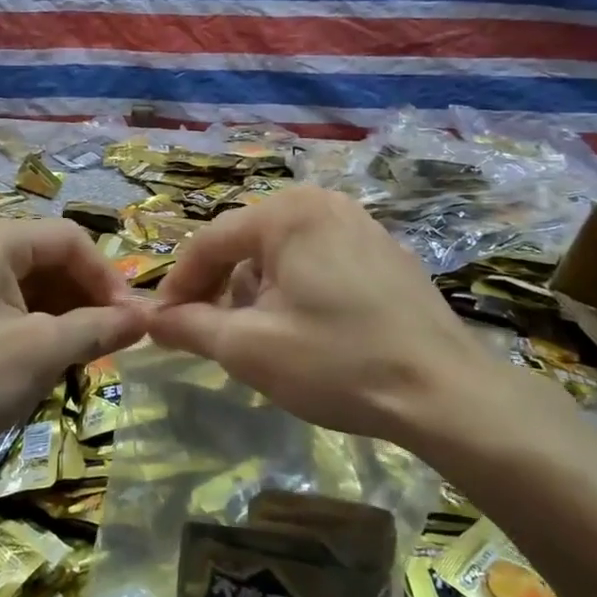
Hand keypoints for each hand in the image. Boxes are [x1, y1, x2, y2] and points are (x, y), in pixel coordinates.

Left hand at [0, 218, 146, 464]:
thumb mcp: (40, 353)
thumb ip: (98, 328)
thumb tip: (145, 317)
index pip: (70, 239)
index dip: (107, 278)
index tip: (131, 323)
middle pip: (50, 256)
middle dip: (86, 297)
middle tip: (111, 341)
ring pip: (31, 281)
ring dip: (65, 313)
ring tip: (85, 354)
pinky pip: (8, 301)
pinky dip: (36, 324)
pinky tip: (49, 358)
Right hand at [148, 186, 571, 456]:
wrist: (446, 393)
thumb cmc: (337, 362)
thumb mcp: (248, 348)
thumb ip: (190, 327)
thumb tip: (150, 319)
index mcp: (287, 213)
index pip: (209, 242)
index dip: (179, 285)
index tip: (163, 326)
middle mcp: (322, 203)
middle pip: (246, 242)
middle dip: (220, 288)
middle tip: (208, 333)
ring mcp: (360, 224)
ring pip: (282, 252)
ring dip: (257, 290)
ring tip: (258, 337)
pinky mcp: (385, 252)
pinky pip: (319, 260)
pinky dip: (295, 288)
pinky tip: (306, 330)